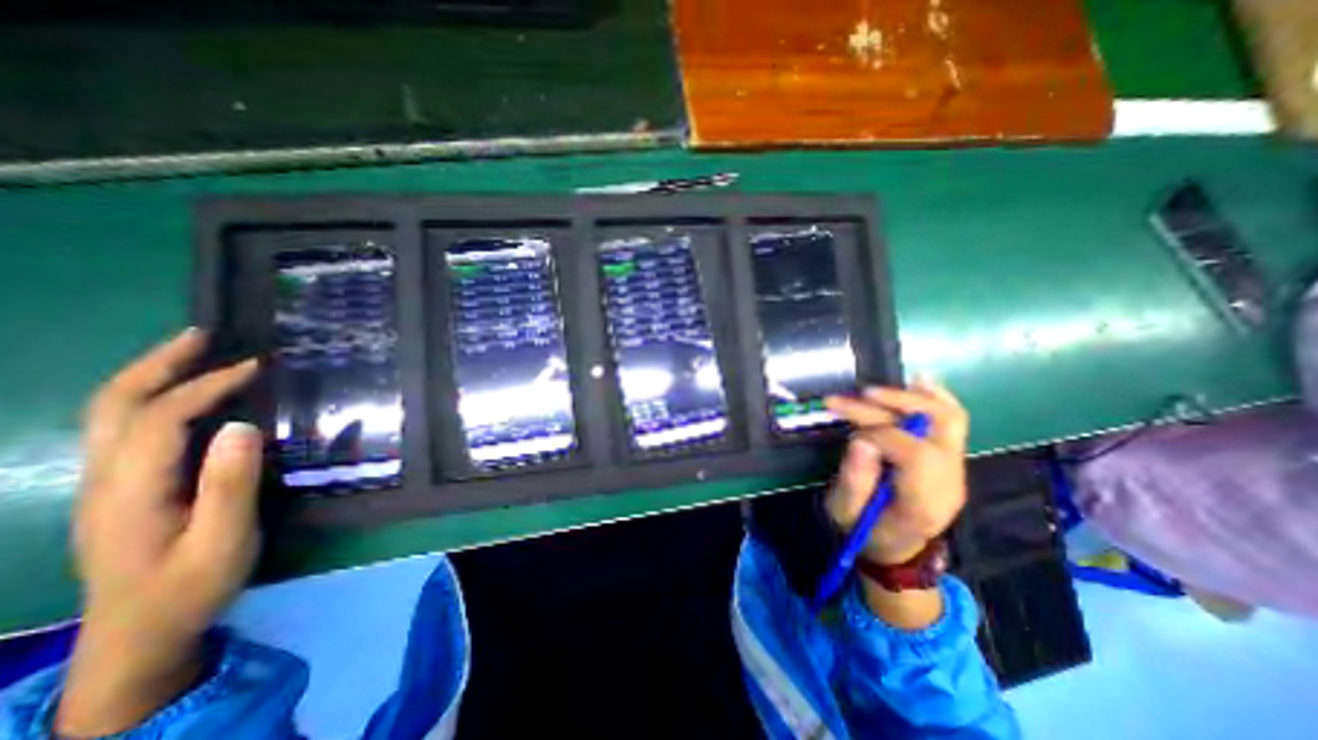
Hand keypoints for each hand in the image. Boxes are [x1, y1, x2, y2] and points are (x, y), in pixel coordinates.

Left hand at [56, 328, 262, 739]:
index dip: (206, 386)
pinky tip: (182, 397)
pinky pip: (125, 430)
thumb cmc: (190, 585)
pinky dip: (151, 399)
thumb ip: (231, 483)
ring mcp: (104, 484)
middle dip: (156, 365)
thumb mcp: (224, 539)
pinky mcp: (118, 489)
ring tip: (191, 353)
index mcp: (132, 490)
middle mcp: (104, 478)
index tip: (254, 366)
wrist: (137, 633)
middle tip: (203, 335)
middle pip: (114, 406)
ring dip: (148, 376)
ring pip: (110, 416)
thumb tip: (244, 426)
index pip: (161, 419)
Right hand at [821, 377, 965, 563]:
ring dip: (912, 396)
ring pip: (949, 418)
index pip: (915, 453)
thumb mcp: (846, 511)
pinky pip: (953, 421)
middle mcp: (949, 481)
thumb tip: (861, 439)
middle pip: (937, 427)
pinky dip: (935, 397)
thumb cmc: (864, 530)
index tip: (849, 429)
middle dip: (893, 403)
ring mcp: (955, 468)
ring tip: (877, 388)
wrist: (894, 547)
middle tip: (857, 395)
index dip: (879, 432)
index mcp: (923, 502)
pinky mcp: (950, 457)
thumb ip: (854, 479)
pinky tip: (917, 381)